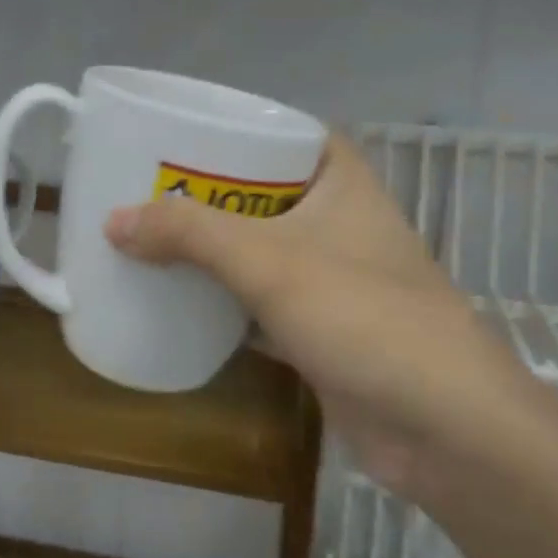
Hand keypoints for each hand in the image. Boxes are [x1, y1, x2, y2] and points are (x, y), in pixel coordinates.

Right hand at [105, 135, 529, 499]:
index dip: (239, 128)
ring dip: (213, 248)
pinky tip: (179, 298)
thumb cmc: (362, 316)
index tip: (183, 134)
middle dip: (210, 193)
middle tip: (148, 187)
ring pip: (261, 248)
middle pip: (264, 192)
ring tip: (150, 236)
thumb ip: (189, 234)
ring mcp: (333, 278)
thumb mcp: (268, 262)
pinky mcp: (323, 330)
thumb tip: (113, 220)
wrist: (443, 429)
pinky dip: (225, 299)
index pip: (287, 133)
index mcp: (340, 183)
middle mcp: (339, 222)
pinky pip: (262, 301)